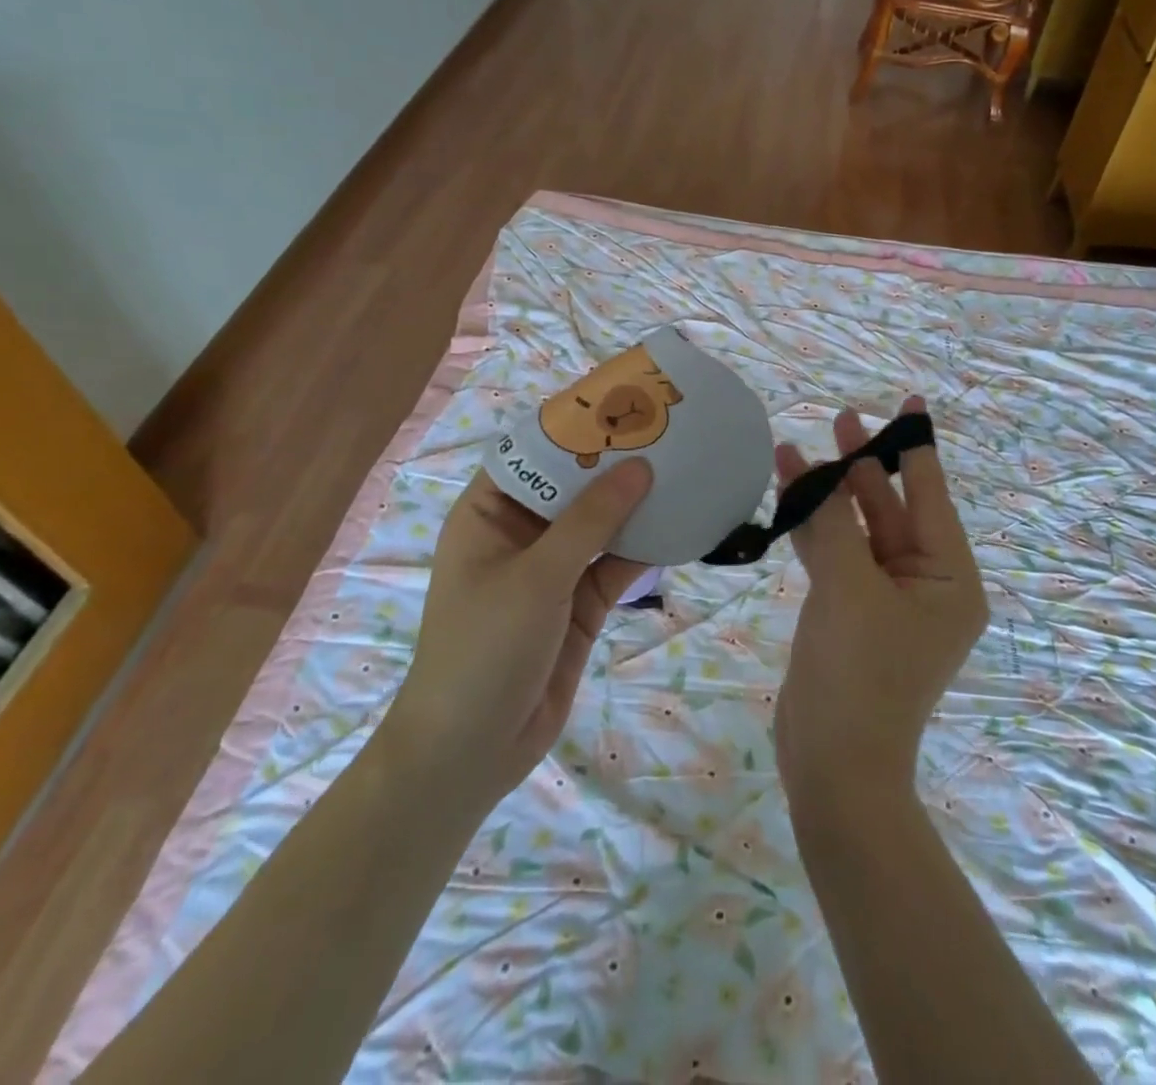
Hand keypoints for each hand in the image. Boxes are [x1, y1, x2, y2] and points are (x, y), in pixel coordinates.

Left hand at [387, 461, 651, 812]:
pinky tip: (682, 524)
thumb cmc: (484, 649)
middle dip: (615, 464)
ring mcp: (553, 570)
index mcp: (488, 514)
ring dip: (636, 504)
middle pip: (573, 486)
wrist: (472, 751)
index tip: (621, 403)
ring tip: (684, 467)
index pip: (532, 453)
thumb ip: (590, 521)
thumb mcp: (536, 577)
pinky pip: (615, 564)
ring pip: (600, 524)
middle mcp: (521, 534)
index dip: (574, 427)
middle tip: (666, 432)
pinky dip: (645, 548)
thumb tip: (640, 467)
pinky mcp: (578, 603)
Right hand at [774, 398, 987, 811]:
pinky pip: (835, 556)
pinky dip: (813, 529)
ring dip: (828, 495)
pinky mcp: (850, 612)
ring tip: (795, 449)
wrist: (834, 767)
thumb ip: (833, 524)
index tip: (909, 403)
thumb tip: (819, 471)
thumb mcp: (848, 588)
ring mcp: (885, 599)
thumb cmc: (859, 674)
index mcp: (949, 577)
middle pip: (891, 508)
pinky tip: (787, 495)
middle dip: (862, 466)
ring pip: (856, 530)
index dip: (915, 447)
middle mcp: (926, 583)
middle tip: (839, 418)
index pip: (931, 496)